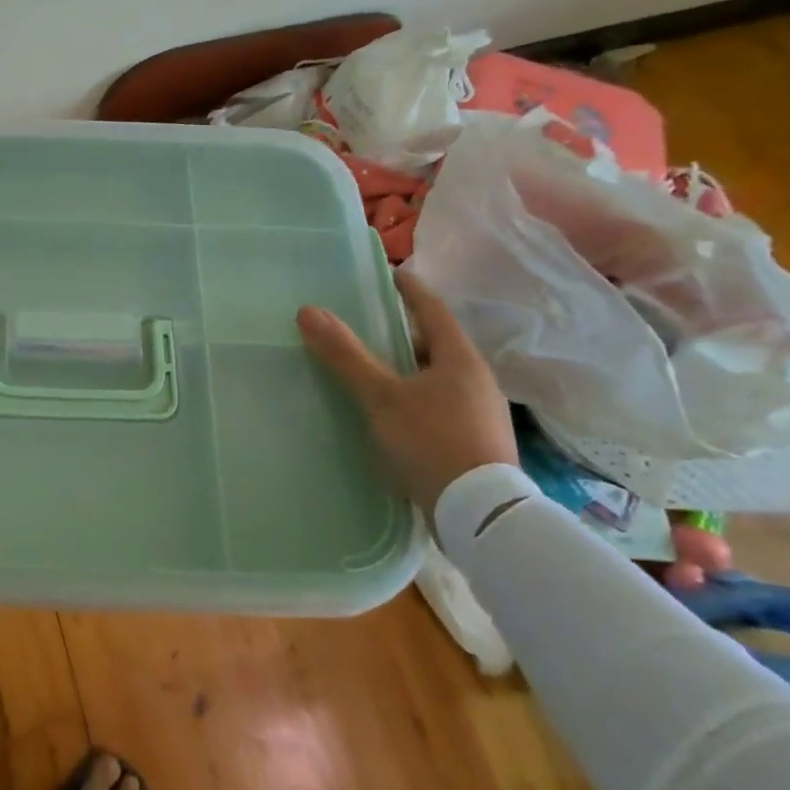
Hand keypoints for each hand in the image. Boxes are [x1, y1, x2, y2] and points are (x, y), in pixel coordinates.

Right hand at [297, 267, 516, 516]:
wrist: (482, 516)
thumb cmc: (433, 442)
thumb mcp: (382, 396)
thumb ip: (346, 354)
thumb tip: (308, 310)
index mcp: (460, 359)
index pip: (433, 309)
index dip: (411, 290)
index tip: (391, 273)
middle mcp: (476, 379)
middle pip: (435, 343)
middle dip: (403, 331)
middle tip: (368, 323)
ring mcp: (479, 412)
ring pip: (437, 375)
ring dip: (407, 366)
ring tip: (372, 367)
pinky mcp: (474, 440)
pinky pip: (438, 402)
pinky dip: (413, 395)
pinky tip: (391, 410)